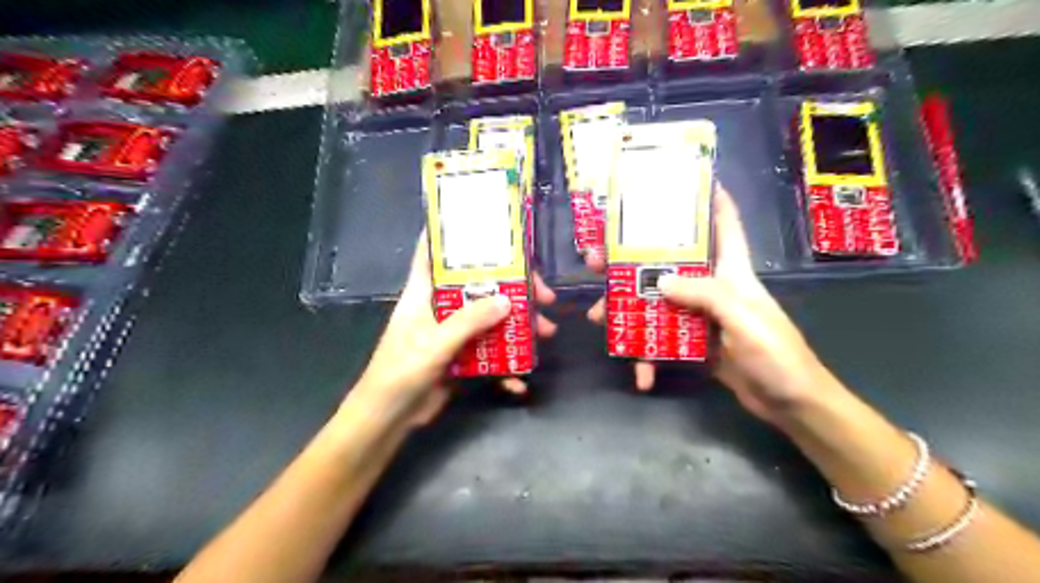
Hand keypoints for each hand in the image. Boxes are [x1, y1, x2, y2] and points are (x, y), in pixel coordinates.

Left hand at [351, 232, 561, 427]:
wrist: (388, 419)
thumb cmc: (400, 373)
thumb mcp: (434, 344)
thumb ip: (468, 321)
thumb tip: (508, 300)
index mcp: (424, 293)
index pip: (434, 252)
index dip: (454, 235)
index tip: (486, 225)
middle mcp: (441, 306)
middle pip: (480, 285)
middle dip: (513, 288)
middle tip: (544, 295)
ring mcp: (453, 332)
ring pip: (491, 318)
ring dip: (519, 325)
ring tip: (546, 332)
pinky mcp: (462, 356)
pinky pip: (490, 352)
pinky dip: (506, 365)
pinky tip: (519, 381)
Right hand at [583, 189, 833, 425]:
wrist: (790, 403)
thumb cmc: (777, 354)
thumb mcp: (743, 318)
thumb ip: (705, 295)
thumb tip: (659, 281)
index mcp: (732, 270)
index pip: (724, 222)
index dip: (709, 197)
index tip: (682, 178)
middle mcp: (712, 286)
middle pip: (669, 262)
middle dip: (633, 258)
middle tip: (598, 260)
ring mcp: (699, 315)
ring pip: (656, 301)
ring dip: (627, 309)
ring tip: (599, 316)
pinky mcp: (693, 342)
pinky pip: (662, 339)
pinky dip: (648, 356)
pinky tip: (640, 373)